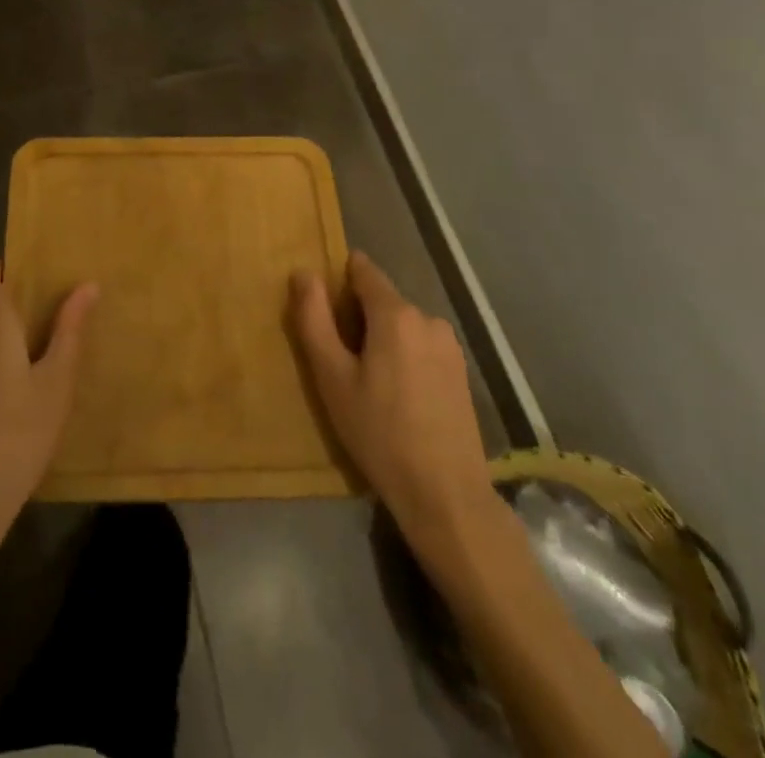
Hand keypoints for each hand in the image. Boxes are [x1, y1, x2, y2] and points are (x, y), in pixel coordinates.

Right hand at [294, 251, 492, 532]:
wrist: (446, 495)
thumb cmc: (379, 433)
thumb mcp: (332, 376)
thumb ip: (314, 318)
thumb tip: (304, 272)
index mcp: (395, 314)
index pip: (362, 270)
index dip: (338, 282)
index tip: (322, 311)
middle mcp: (427, 317)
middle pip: (381, 299)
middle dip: (357, 317)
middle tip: (339, 361)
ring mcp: (449, 345)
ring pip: (401, 325)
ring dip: (380, 339)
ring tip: (366, 384)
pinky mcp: (461, 370)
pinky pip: (420, 346)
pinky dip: (402, 357)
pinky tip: (395, 397)